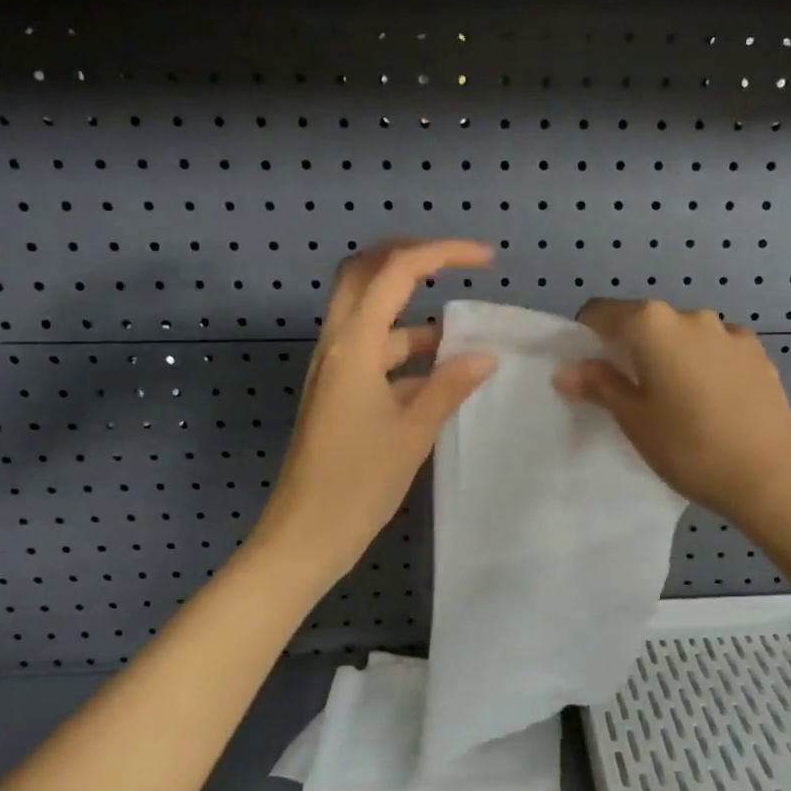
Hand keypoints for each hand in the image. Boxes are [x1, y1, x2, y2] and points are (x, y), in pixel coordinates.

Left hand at [254, 240, 495, 586]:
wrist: (304, 536)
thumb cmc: (357, 483)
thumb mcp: (413, 432)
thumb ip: (449, 387)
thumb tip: (485, 355)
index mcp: (353, 346)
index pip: (396, 273)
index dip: (442, 253)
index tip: (486, 259)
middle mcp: (337, 346)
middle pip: (365, 275)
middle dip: (409, 260)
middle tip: (456, 268)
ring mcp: (333, 370)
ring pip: (371, 318)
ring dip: (413, 315)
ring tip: (464, 335)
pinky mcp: (336, 394)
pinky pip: (373, 354)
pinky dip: (406, 353)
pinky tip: (441, 377)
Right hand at [553, 299, 790, 528]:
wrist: (770, 477)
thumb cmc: (688, 448)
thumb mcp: (634, 420)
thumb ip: (599, 386)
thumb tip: (566, 370)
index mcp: (654, 326)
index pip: (603, 313)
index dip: (588, 336)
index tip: (588, 369)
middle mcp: (692, 317)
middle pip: (646, 322)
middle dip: (632, 348)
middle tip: (630, 392)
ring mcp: (731, 333)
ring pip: (685, 336)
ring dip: (671, 355)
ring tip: (677, 400)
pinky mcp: (758, 354)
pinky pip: (717, 350)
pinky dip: (704, 364)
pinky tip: (712, 402)